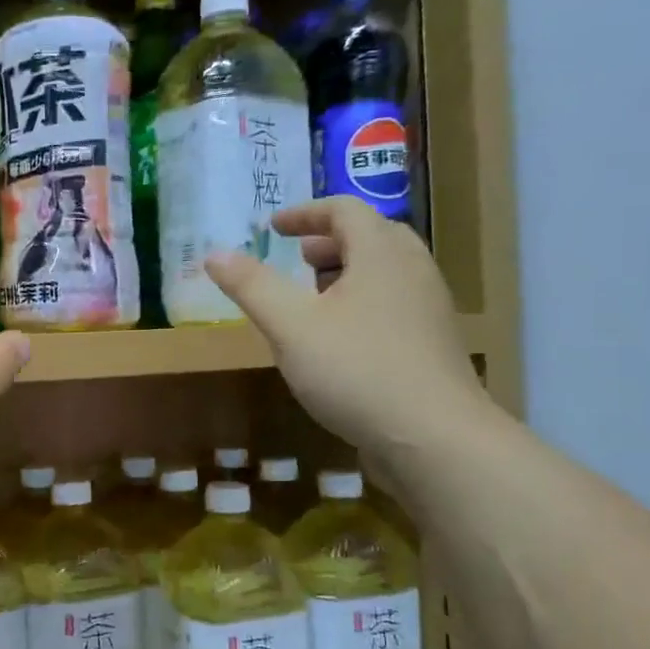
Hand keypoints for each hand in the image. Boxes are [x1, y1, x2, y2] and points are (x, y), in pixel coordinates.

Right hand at [206, 199, 491, 473]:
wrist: (434, 438)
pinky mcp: (434, 344)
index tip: (273, 228)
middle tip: (298, 259)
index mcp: (381, 253)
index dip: (305, 214)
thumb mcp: (290, 326)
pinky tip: (341, 341)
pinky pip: (396, 303)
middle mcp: (413, 271)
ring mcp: (430, 309)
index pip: (345, 210)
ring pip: (387, 272)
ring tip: (314, 299)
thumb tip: (214, 254)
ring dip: (348, 272)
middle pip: (373, 236)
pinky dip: (364, 302)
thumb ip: (252, 286)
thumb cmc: (357, 370)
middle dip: (330, 241)